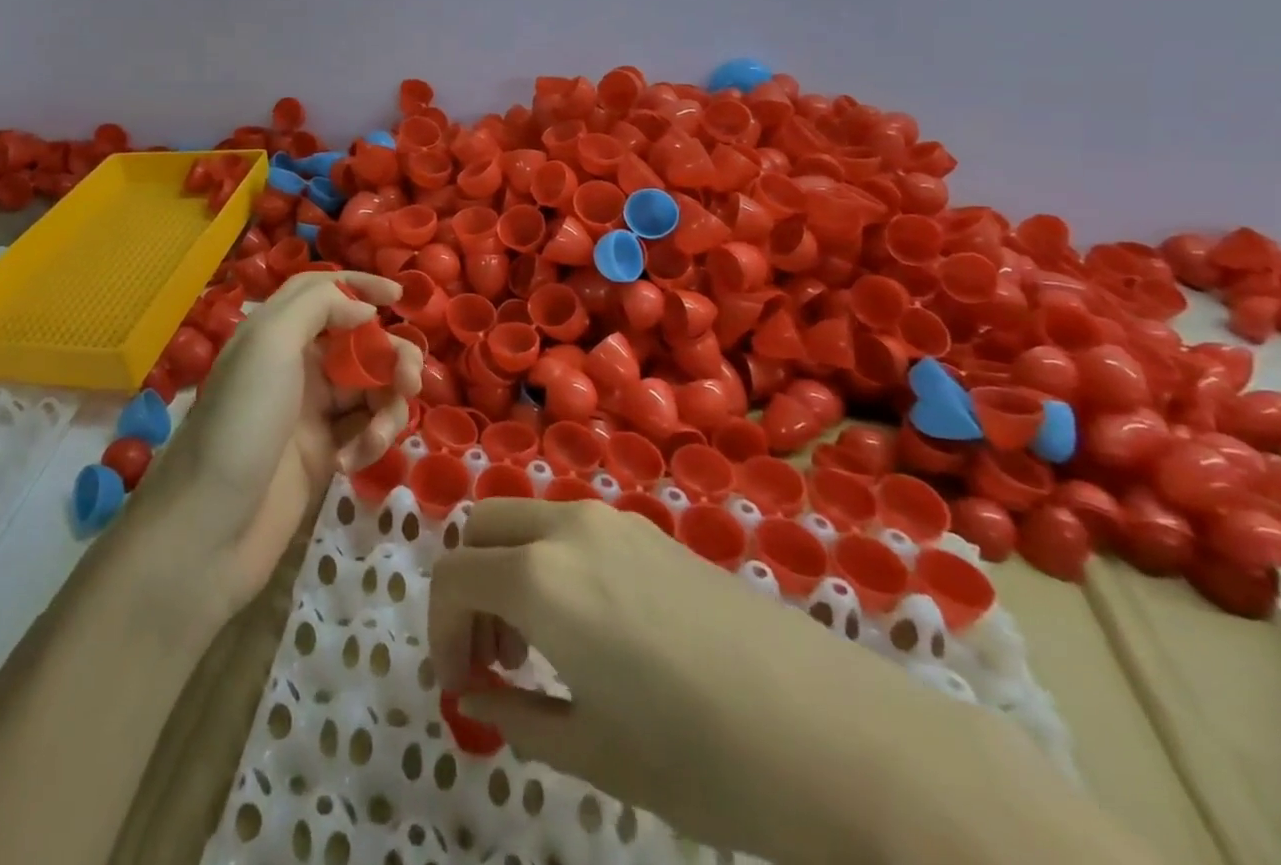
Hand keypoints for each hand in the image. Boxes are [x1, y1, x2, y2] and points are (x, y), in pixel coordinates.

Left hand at [140, 270, 420, 620]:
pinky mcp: (323, 453)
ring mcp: (310, 411)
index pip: (322, 291)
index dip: (360, 286)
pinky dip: (370, 439)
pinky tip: (353, 461)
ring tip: (379, 433)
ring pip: (370, 387)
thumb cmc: (241, 422)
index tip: (399, 295)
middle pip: (358, 341)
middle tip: (410, 379)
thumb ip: (317, 307)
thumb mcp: (270, 344)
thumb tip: (364, 308)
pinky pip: (364, 430)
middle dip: (391, 355)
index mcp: (276, 331)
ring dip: (387, 404)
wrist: (210, 526)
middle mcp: (295, 364)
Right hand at [428, 498, 1105, 864]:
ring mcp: (612, 521)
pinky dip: (548, 562)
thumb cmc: (706, 760)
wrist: (841, 737)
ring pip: (524, 521)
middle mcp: (567, 528)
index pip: (451, 578)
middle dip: (466, 587)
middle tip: (492, 658)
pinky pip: (569, 529)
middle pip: (479, 528)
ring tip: (537, 648)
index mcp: (541, 578)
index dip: (439, 632)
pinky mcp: (650, 531)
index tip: (460, 685)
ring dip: (506, 570)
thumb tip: (480, 692)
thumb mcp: (594, 751)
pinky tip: (590, 629)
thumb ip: (517, 713)